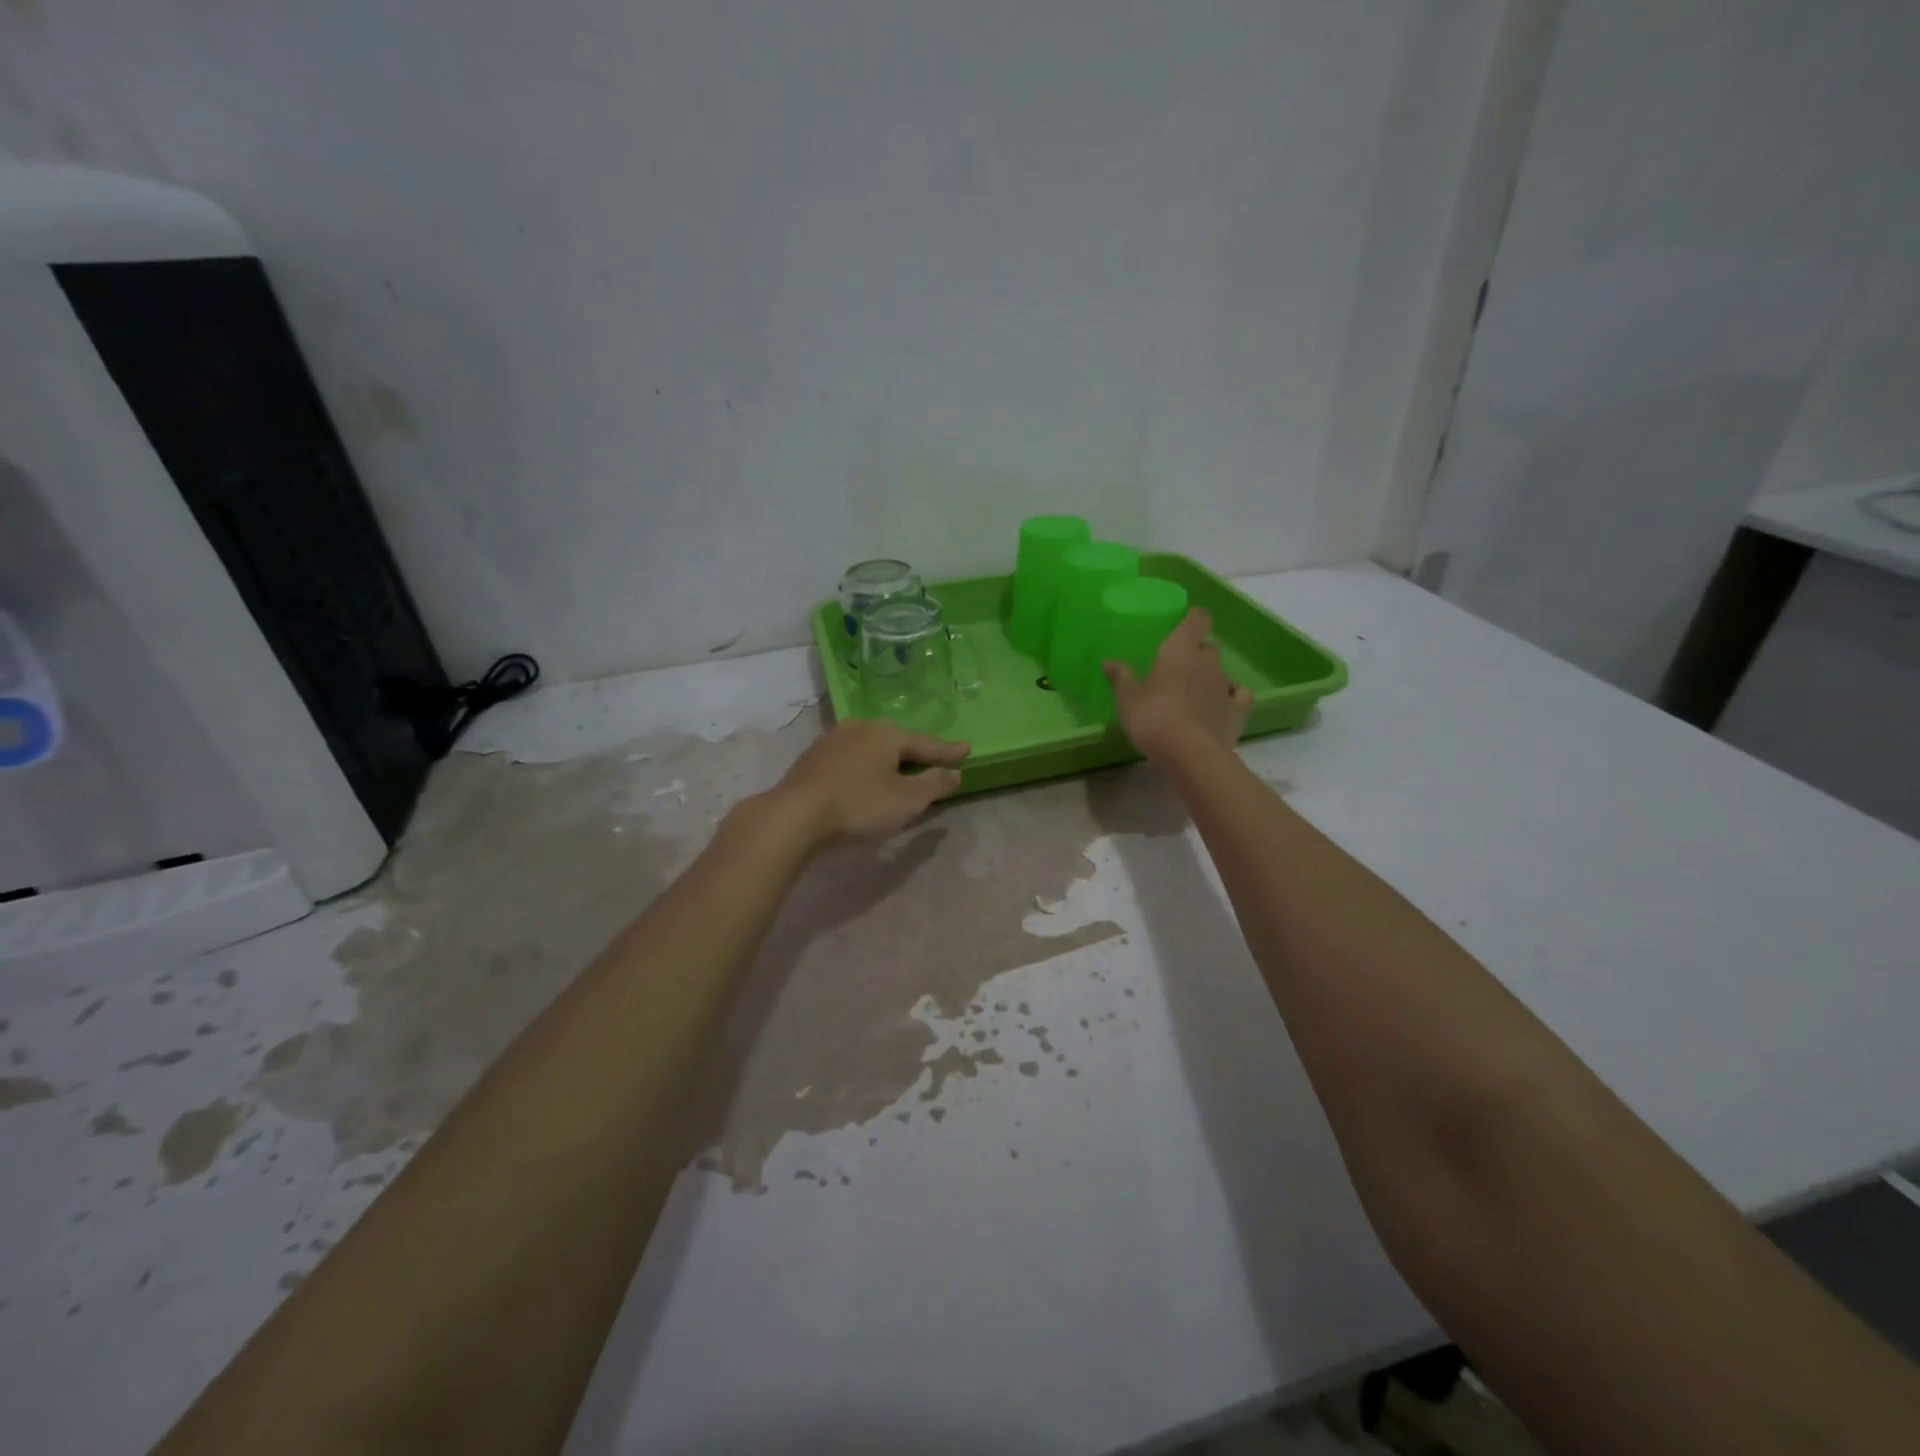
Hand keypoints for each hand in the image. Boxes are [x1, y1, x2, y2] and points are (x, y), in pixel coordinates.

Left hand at [768, 719, 970, 846]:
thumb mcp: (907, 800)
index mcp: (887, 733)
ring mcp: (833, 740)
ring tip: (901, 769)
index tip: (967, 749)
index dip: (948, 751)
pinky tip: (867, 777)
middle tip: (934, 760)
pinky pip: (853, 757)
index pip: (927, 743)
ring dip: (889, 759)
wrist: (794, 816)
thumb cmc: (858, 806)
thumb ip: (934, 784)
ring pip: (872, 747)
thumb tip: (953, 772)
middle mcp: (860, 727)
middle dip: (917, 751)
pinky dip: (867, 766)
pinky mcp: (814, 757)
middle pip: (898, 740)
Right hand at [1104, 608, 1252, 760]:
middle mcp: (1208, 662)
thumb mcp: (1127, 698)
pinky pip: (1239, 696)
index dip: (1193, 618)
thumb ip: (1120, 677)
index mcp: (1180, 650)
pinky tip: (1222, 705)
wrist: (1190, 753)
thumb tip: (1108, 661)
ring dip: (1209, 678)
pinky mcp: (1238, 711)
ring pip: (1221, 672)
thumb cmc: (1153, 717)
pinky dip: (1232, 697)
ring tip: (1193, 694)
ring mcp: (1226, 686)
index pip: (1197, 619)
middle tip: (1177, 668)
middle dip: (1196, 653)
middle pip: (1208, 647)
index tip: (1184, 623)